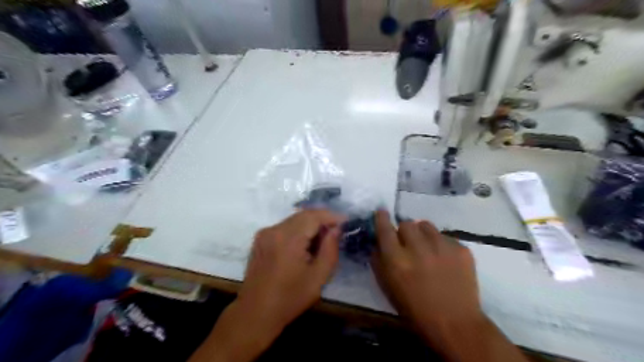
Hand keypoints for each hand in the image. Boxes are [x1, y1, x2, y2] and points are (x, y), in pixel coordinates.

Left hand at [188, 210, 343, 361]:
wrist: (255, 313)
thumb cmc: (290, 299)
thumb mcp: (318, 278)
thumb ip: (330, 249)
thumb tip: (336, 229)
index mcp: (288, 239)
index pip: (313, 216)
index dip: (331, 216)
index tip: (346, 221)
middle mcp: (274, 230)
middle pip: (303, 215)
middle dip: (322, 219)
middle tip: (336, 232)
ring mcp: (265, 233)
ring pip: (294, 220)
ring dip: (310, 225)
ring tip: (323, 240)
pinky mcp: (260, 239)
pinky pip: (285, 227)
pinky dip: (299, 230)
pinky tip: (305, 244)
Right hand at [370, 212, 479, 332]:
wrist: (455, 324)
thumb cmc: (415, 310)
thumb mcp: (388, 288)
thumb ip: (378, 262)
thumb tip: (377, 242)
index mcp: (397, 261)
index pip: (385, 229)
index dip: (381, 218)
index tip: (381, 212)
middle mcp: (418, 249)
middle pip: (406, 224)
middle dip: (404, 232)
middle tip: (409, 244)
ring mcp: (442, 247)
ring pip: (426, 225)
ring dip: (422, 234)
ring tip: (427, 248)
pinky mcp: (461, 249)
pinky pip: (444, 237)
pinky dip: (440, 244)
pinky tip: (445, 260)